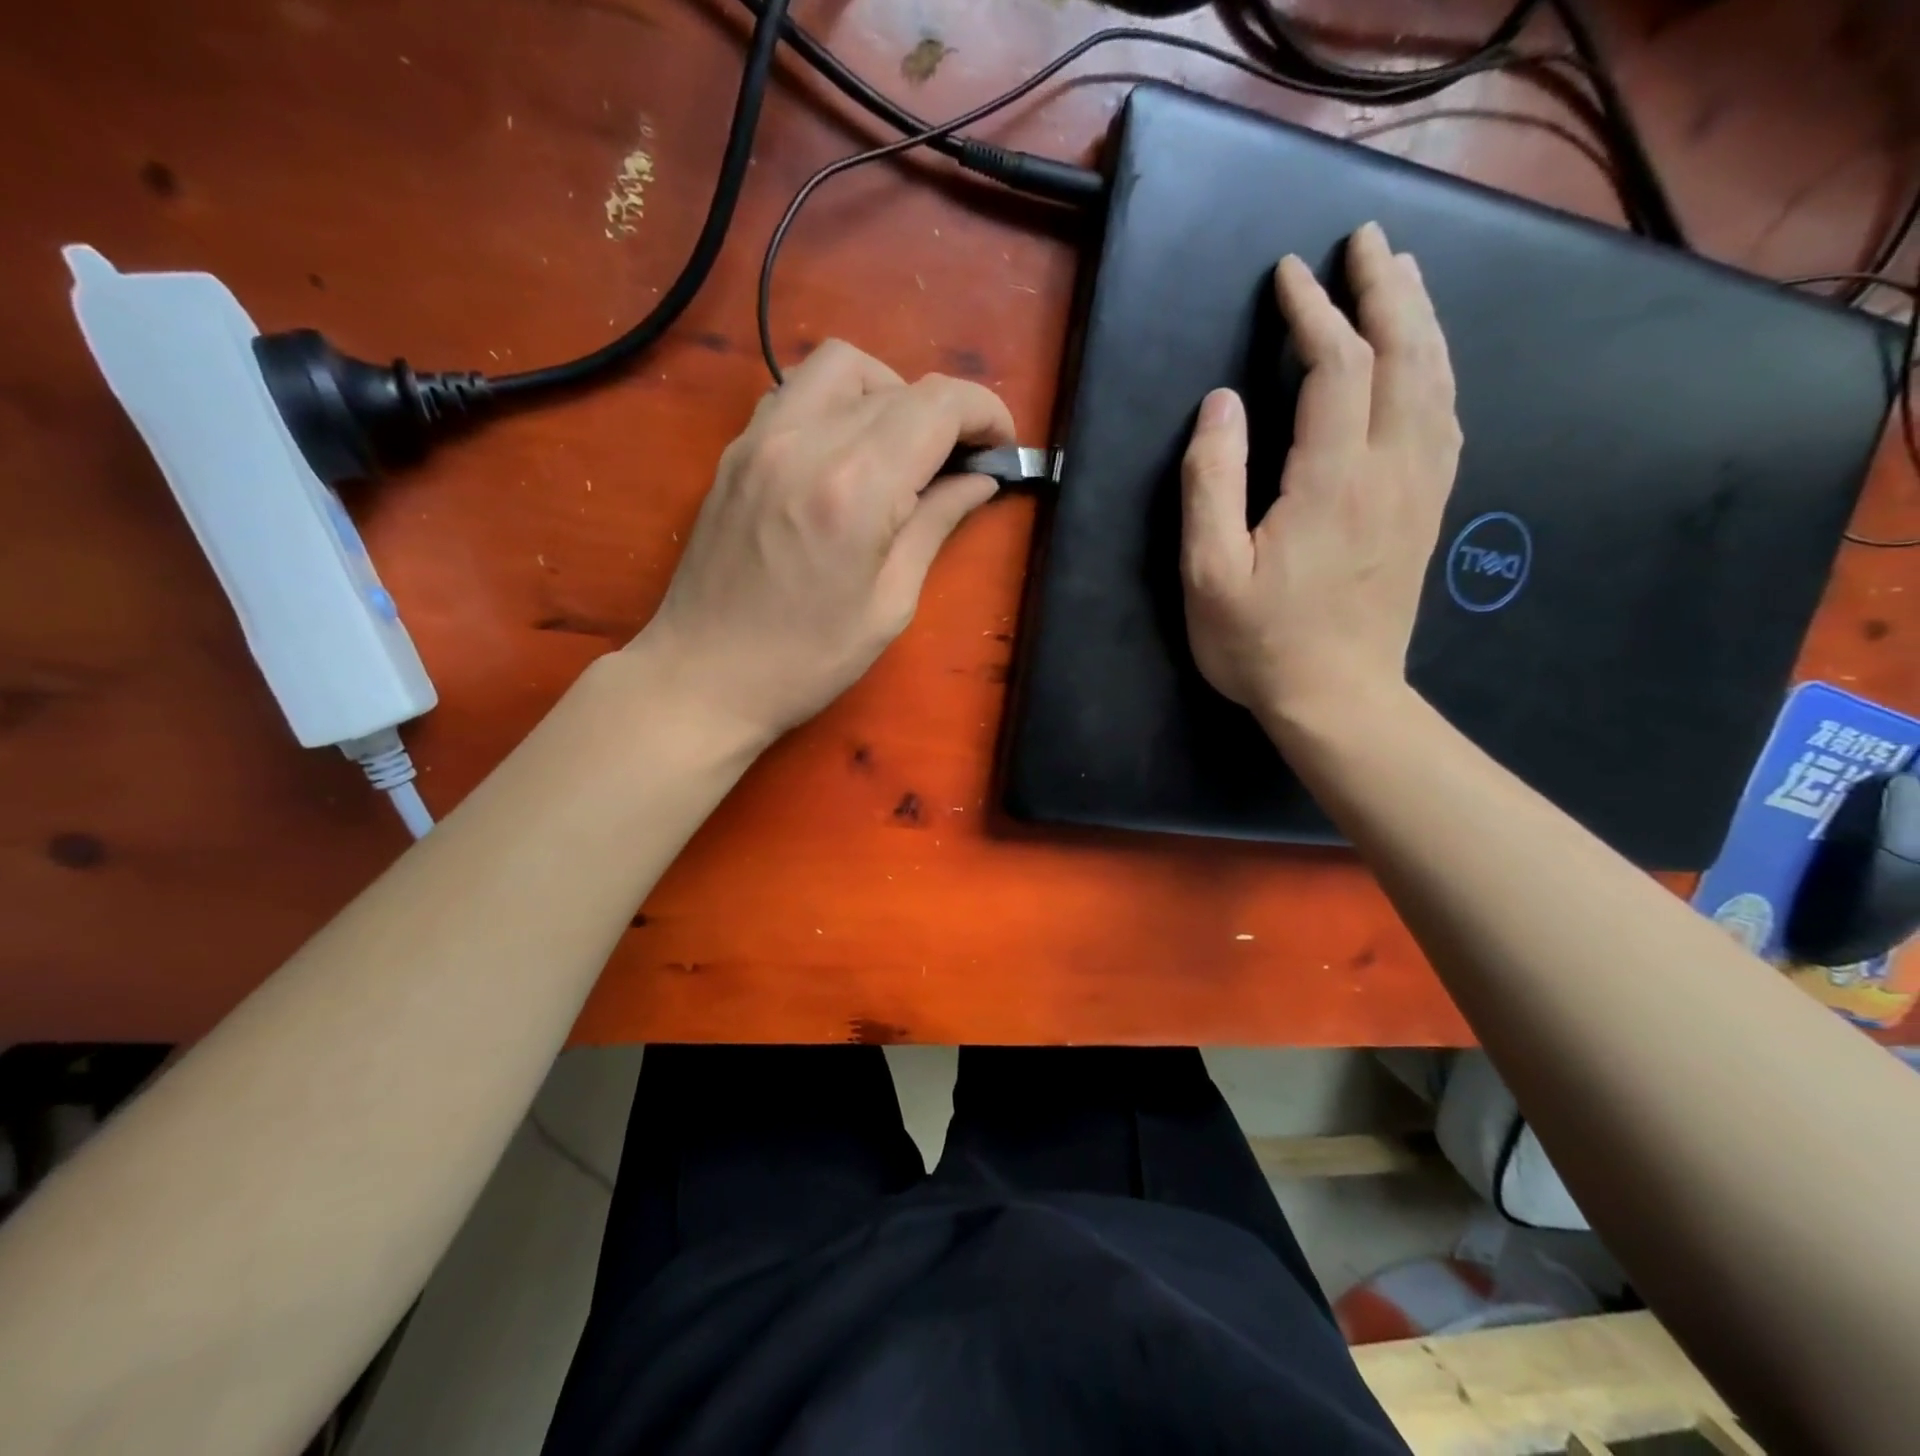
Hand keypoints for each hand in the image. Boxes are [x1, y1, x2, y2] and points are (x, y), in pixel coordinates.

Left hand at [636, 339, 1015, 743]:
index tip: (1003, 448)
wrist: (704, 676)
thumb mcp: (890, 604)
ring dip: (890, 393)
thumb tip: (979, 481)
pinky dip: (839, 403)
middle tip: (961, 465)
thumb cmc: (808, 660)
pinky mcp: (737, 449)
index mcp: (855, 488)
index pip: (938, 405)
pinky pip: (798, 391)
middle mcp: (806, 441)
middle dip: (947, 415)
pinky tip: (847, 453)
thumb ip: (935, 525)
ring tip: (902, 449)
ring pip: (842, 366)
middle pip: (899, 385)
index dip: (986, 414)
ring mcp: (762, 438)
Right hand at [1179, 221, 1461, 730]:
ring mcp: (1418, 490)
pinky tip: (1426, 361)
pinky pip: (1445, 419)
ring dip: (1420, 319)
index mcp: (1331, 480)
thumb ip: (1210, 484)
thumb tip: (1220, 405)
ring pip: (1435, 380)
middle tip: (1367, 241)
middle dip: (1385, 290)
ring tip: (1402, 277)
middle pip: (1404, 355)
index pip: (1335, 367)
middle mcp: (1390, 470)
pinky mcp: (1427, 511)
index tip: (1290, 275)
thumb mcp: (1208, 573)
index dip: (1314, 313)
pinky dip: (1437, 371)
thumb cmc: (1260, 643)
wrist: (1338, 700)